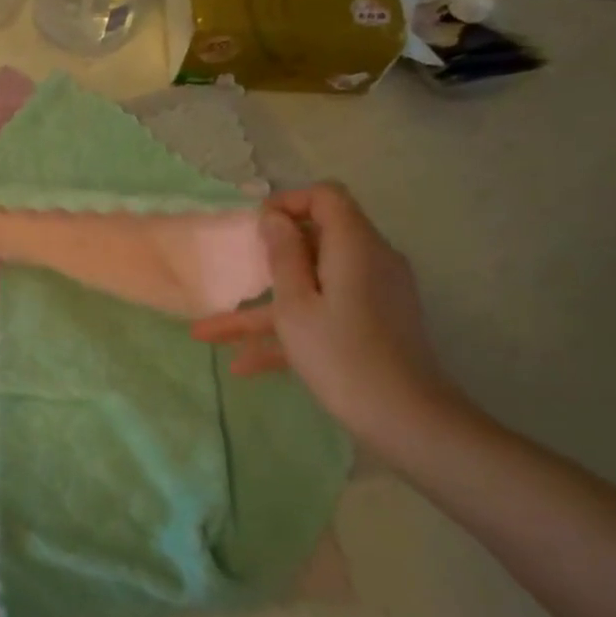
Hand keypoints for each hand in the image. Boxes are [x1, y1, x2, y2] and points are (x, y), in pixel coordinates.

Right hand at [191, 182, 472, 452]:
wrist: (406, 419)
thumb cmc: (340, 355)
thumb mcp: (296, 305)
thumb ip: (283, 256)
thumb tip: (275, 218)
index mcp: (354, 246)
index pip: (326, 197)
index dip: (289, 202)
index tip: (256, 229)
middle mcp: (370, 262)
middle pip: (316, 242)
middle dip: (269, 259)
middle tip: (235, 272)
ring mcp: (372, 296)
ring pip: (312, 286)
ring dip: (263, 308)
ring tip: (209, 332)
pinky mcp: (371, 325)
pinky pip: (324, 313)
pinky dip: (288, 331)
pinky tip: (244, 366)